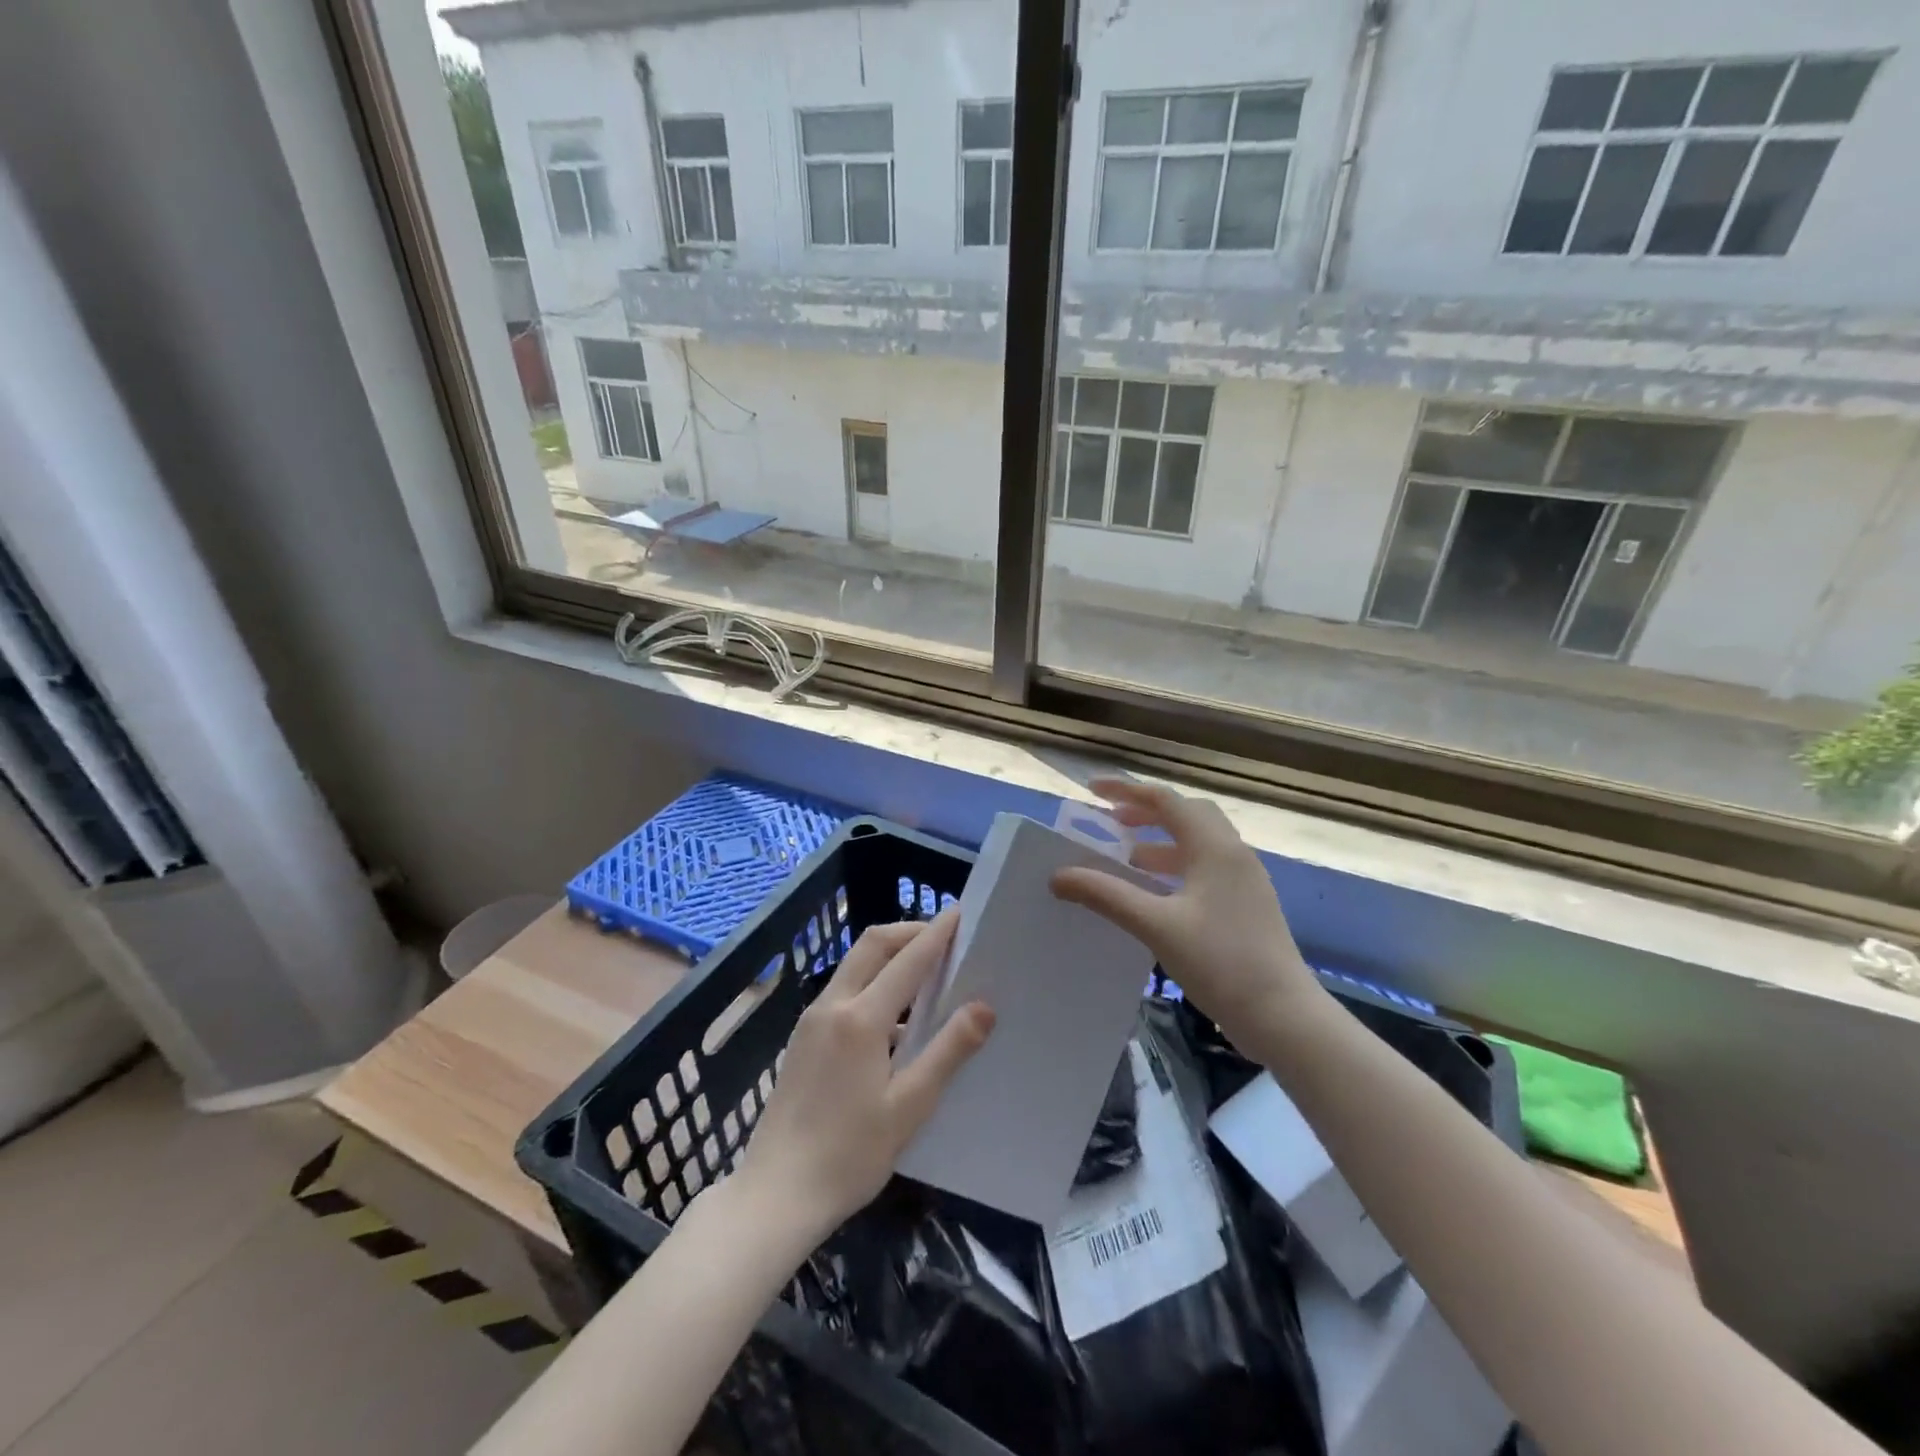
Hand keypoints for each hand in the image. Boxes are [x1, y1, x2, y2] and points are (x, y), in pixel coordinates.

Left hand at [737, 910, 993, 1244]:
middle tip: (944, 937)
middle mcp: (832, 1006)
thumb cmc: (849, 1155)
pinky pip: (843, 990)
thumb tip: (983, 1006)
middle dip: (909, 932)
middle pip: (872, 945)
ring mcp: (811, 1020)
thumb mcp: (909, 1107)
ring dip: (889, 955)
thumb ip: (947, 1051)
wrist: (775, 1194)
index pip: (907, 960)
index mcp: (860, 1019)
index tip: (961, 913)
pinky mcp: (802, 1038)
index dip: (936, 934)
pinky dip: (872, 981)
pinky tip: (893, 1016)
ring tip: (925, 972)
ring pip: (854, 965)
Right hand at [1051, 778, 1322, 1047]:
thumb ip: (1106, 895)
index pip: (1165, 801)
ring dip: (1161, 841)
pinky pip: (1206, 868)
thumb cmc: (1220, 962)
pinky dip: (1176, 867)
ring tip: (1127, 857)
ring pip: (1198, 843)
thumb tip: (1058, 876)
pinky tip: (1157, 893)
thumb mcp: (1156, 925)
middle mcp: (1233, 854)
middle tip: (1111, 821)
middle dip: (1147, 812)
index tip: (1092, 790)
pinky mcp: (1247, 905)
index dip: (1126, 790)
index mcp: (1214, 847)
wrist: (1283, 1015)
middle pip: (1186, 815)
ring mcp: (1245, 880)